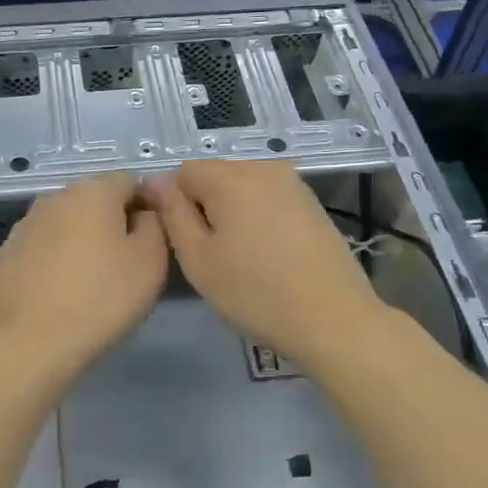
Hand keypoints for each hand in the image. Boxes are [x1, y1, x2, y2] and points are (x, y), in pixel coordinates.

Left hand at [0, 174, 169, 372]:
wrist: (31, 344)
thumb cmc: (101, 299)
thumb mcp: (150, 261)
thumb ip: (155, 224)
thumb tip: (144, 212)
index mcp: (93, 191)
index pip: (130, 182)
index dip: (146, 209)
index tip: (150, 244)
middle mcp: (54, 197)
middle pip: (94, 202)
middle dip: (111, 225)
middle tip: (123, 266)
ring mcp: (24, 225)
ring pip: (65, 225)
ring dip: (80, 243)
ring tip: (89, 284)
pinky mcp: (4, 255)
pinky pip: (40, 250)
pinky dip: (53, 262)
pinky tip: (58, 295)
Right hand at [142, 161, 388, 373]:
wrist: (333, 319)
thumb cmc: (255, 294)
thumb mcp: (199, 260)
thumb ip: (172, 214)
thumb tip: (154, 181)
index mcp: (230, 177)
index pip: (183, 172)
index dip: (175, 203)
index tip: (185, 240)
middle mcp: (262, 167)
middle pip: (215, 174)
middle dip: (204, 204)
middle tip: (211, 251)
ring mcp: (292, 182)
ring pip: (242, 184)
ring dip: (232, 209)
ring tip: (240, 253)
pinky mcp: (311, 201)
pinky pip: (268, 195)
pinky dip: (258, 214)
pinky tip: (266, 250)